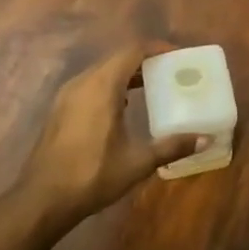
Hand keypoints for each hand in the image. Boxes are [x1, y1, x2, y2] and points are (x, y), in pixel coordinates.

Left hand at [18, 40, 198, 221]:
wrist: (41, 200)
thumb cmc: (91, 176)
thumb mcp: (137, 162)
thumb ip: (172, 146)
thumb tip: (206, 139)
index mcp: (102, 86)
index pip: (133, 51)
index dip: (157, 48)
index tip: (178, 56)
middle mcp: (82, 82)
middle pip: (117, 58)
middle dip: (145, 60)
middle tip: (170, 71)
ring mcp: (67, 95)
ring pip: (102, 70)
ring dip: (127, 72)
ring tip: (152, 86)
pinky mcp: (60, 109)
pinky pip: (90, 84)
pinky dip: (111, 85)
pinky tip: (124, 106)